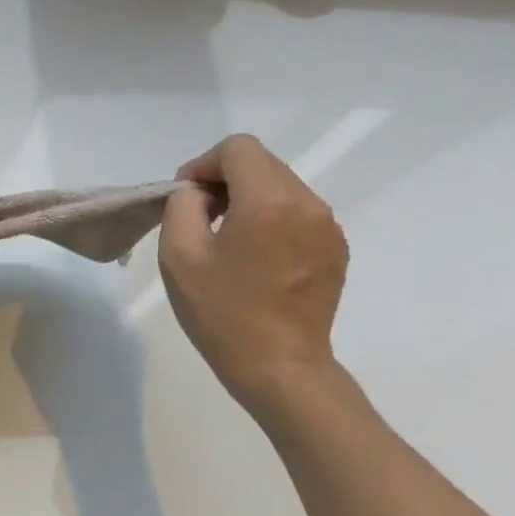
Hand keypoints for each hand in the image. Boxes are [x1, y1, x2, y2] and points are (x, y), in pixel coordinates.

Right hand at [159, 134, 348, 413]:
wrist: (278, 366)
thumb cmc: (222, 312)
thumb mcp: (179, 255)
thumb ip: (182, 206)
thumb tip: (196, 192)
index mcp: (269, 201)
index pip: (238, 149)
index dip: (204, 164)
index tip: (185, 198)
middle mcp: (308, 204)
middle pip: (262, 164)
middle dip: (225, 181)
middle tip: (199, 218)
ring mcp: (328, 227)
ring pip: (281, 188)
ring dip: (248, 200)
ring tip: (225, 240)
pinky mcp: (335, 250)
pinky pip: (298, 215)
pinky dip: (271, 221)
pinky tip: (253, 259)